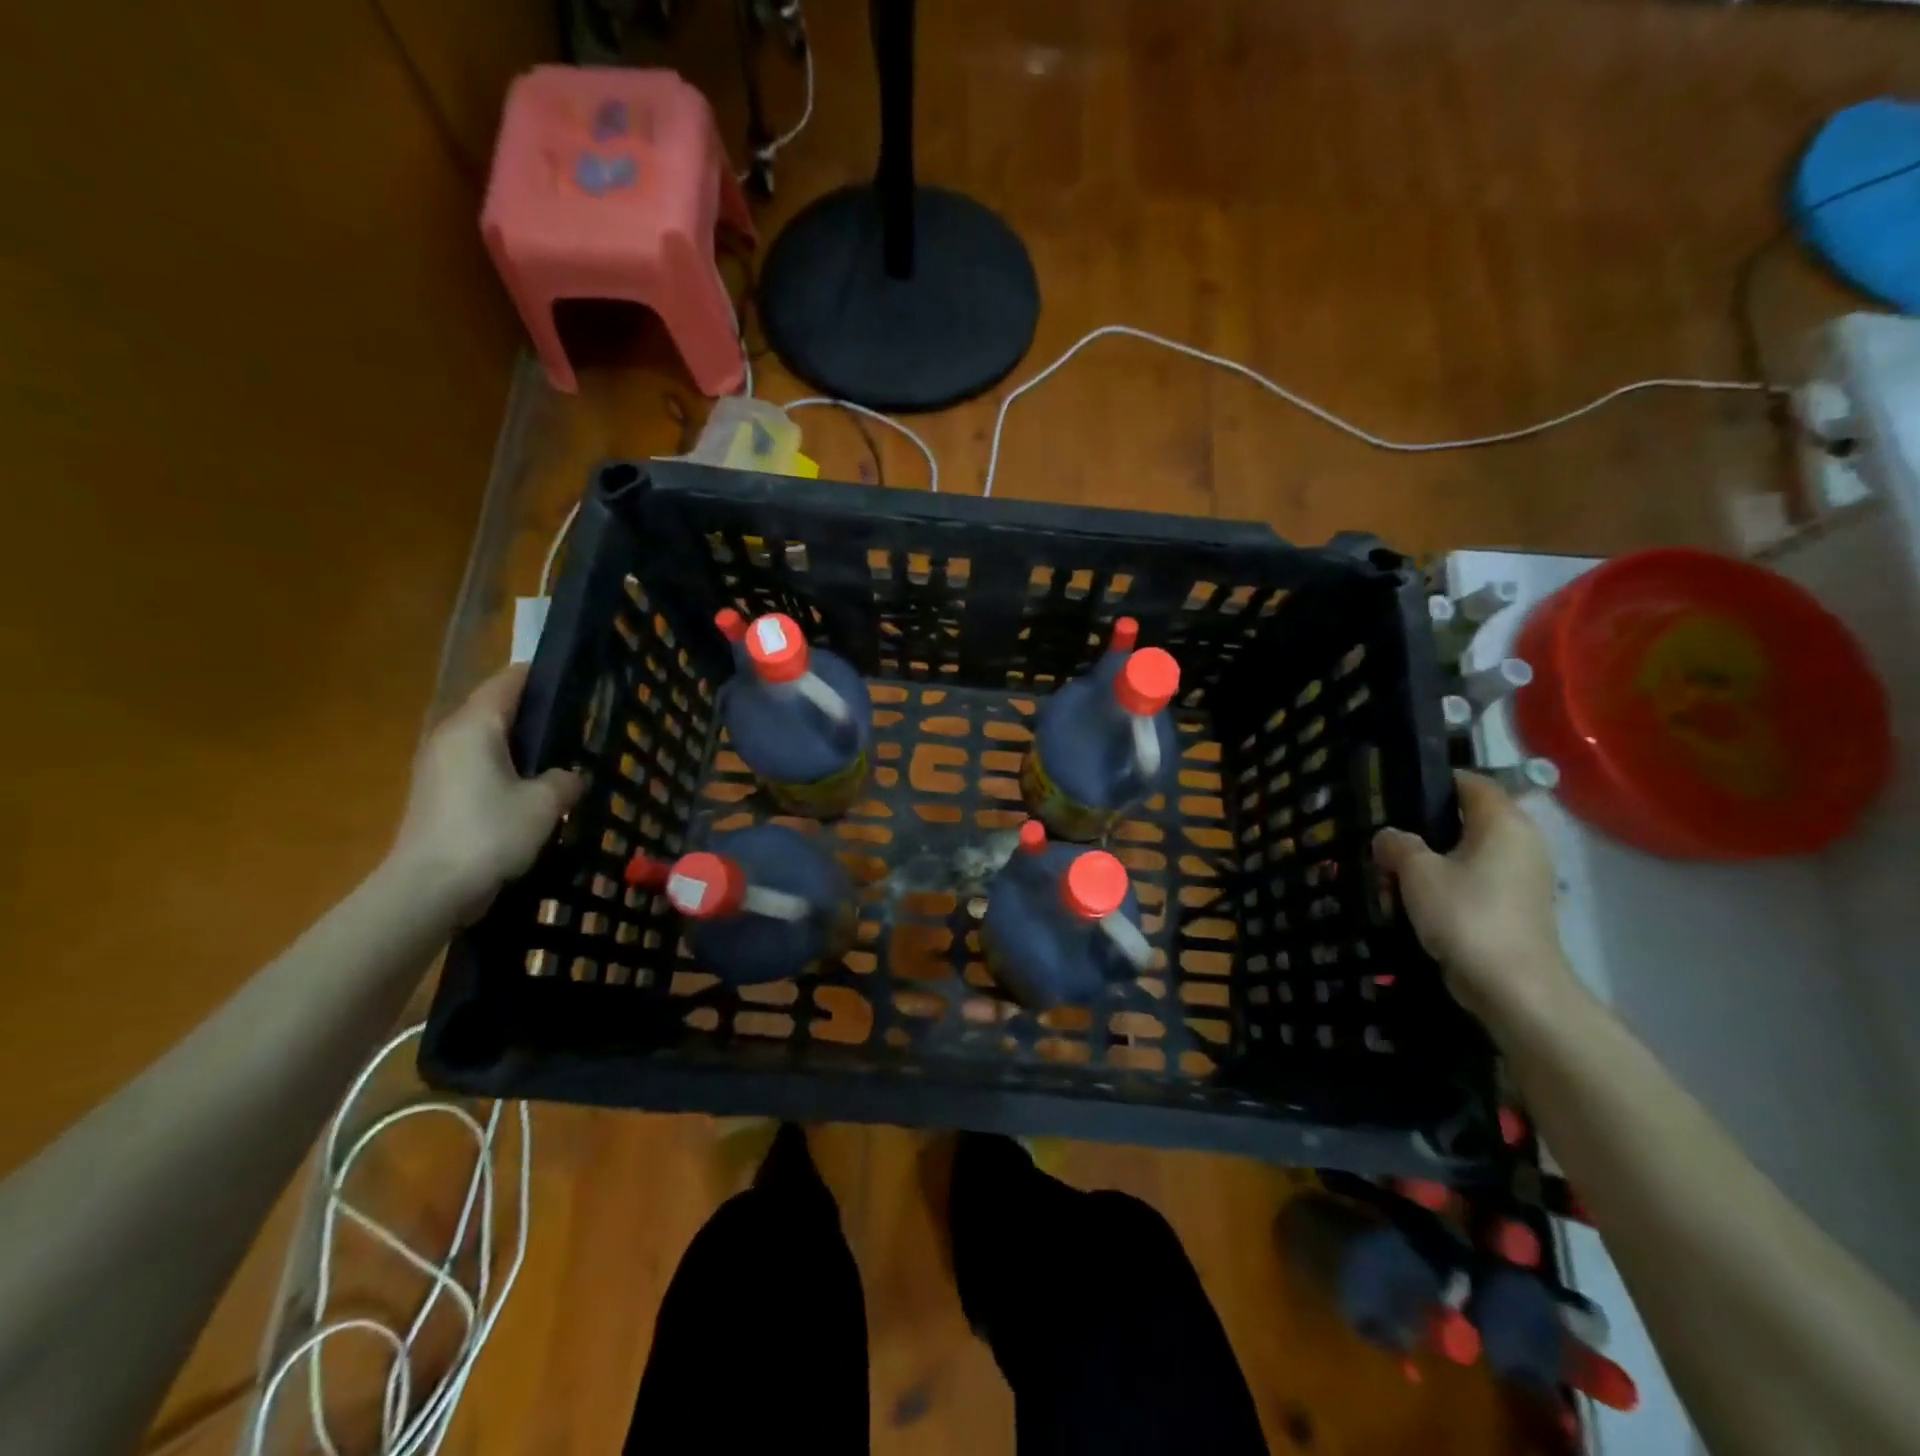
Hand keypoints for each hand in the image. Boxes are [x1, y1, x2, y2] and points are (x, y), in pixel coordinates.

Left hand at [390, 666, 583, 924]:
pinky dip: (506, 769)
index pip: (509, 681)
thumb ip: (564, 780)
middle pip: (496, 709)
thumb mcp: (545, 803)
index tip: (576, 679)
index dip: (542, 676)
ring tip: (560, 757)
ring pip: (487, 741)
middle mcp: (450, 736)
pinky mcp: (437, 795)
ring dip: (520, 746)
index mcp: (475, 726)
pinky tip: (532, 791)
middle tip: (578, 723)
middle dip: (535, 713)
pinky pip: (478, 767)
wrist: (428, 891)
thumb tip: (567, 776)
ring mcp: (438, 767)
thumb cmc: (489, 833)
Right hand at [1371, 770, 1574, 1026]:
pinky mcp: (1516, 906)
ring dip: (1431, 860)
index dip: (1434, 782)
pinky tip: (1415, 901)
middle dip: (1424, 828)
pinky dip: (1446, 884)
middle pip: (1467, 819)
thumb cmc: (1466, 914)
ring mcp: (1523, 876)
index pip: (1471, 782)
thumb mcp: (1416, 872)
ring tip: (1392, 874)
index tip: (1395, 794)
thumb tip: (1388, 837)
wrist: (1513, 987)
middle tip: (1386, 839)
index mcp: (1504, 822)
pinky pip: (1474, 880)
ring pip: (1467, 852)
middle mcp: (1521, 842)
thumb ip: (1397, 844)